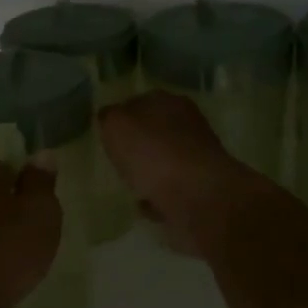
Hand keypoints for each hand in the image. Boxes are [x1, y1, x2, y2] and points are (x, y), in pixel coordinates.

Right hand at [98, 92, 276, 257]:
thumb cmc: (153, 153)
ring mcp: (197, 159)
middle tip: (117, 159)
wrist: (196, 197)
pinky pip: (171, 191)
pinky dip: (159, 197)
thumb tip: (109, 117)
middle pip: (154, 132)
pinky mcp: (200, 189)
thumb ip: (109, 118)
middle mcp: (187, 125)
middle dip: (137, 145)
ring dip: (149, 172)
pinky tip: (145, 205)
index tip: (106, 133)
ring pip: (164, 161)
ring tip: (129, 185)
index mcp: (168, 102)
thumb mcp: (116, 125)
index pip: (139, 101)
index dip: (121, 116)